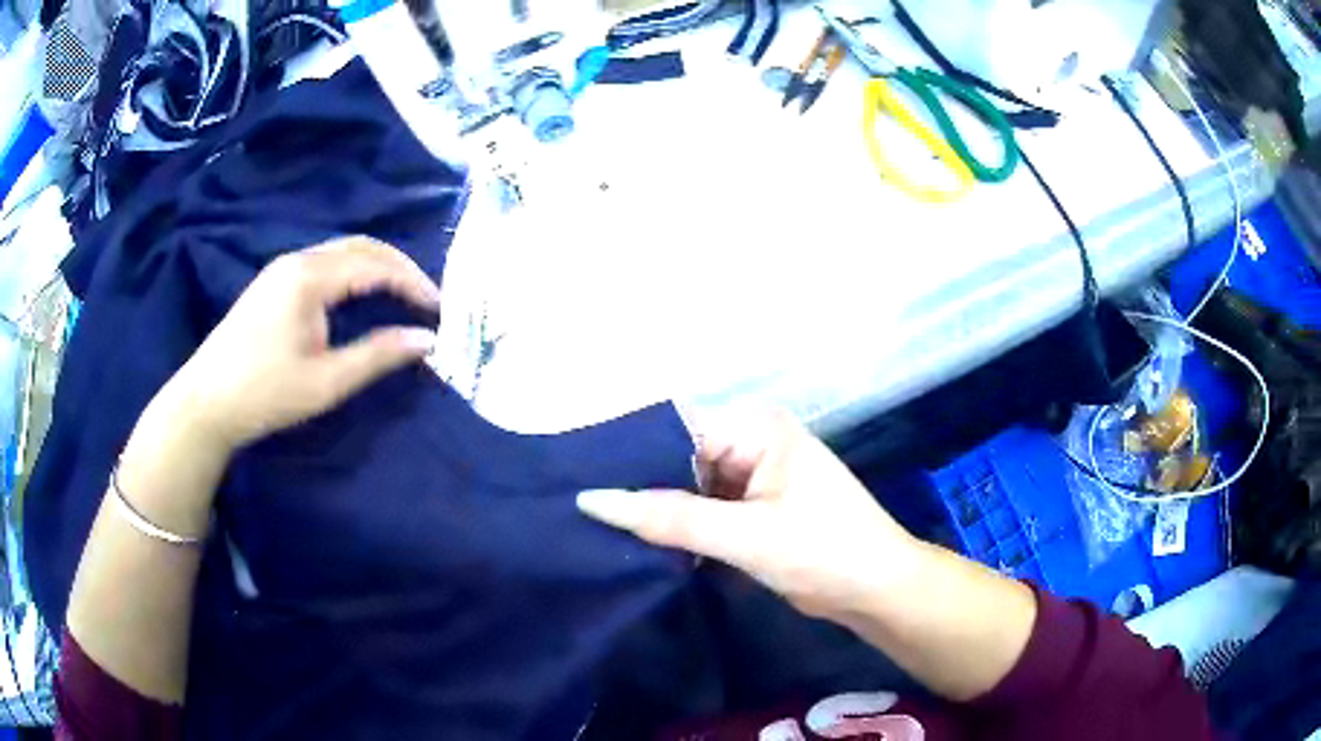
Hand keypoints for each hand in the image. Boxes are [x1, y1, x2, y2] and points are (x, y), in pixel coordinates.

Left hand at [161, 236, 440, 453]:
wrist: (206, 402)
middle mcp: (298, 260)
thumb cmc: (265, 393)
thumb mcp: (326, 382)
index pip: (375, 264)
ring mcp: (283, 268)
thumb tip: (427, 340)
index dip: (412, 282)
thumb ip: (378, 356)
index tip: (439, 309)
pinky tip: (362, 297)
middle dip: (399, 268)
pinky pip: (326, 263)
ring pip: (343, 252)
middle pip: (361, 246)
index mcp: (310, 277)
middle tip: (426, 299)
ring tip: (402, 297)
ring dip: (377, 268)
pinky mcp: (275, 282)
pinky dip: (355, 273)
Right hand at [576, 409, 920, 621]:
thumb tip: (592, 500)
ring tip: (603, 530)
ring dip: (660, 511)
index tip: (579, 479)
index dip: (629, 454)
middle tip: (586, 513)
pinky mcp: (756, 508)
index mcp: (756, 427)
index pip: (675, 429)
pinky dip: (683, 528)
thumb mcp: (744, 536)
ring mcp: (755, 476)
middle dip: (642, 487)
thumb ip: (668, 518)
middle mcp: (753, 441)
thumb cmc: (824, 551)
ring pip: (690, 487)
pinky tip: (644, 545)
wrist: (877, 591)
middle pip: (680, 458)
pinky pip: (706, 509)